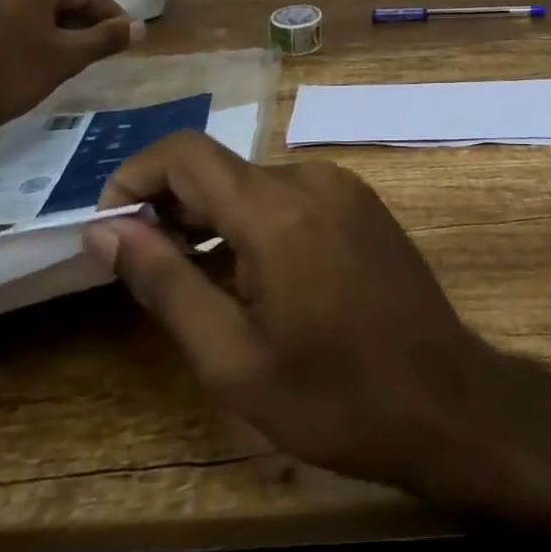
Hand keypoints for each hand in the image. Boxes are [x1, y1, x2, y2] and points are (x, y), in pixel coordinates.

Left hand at [0, 0, 140, 149]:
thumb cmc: (9, 78)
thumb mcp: (67, 58)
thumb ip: (106, 38)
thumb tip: (139, 27)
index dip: (111, 13)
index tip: (126, 36)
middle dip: (82, 20)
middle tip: (100, 46)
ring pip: (29, 10)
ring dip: (54, 28)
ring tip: (68, 55)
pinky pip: (4, 21)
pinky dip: (25, 34)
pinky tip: (29, 59)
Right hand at [83, 132, 499, 489]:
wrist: (443, 398)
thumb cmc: (332, 394)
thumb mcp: (232, 358)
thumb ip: (164, 283)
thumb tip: (107, 229)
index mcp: (278, 208)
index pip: (187, 153)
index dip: (136, 176)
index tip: (110, 229)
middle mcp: (313, 178)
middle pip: (222, 169)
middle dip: (171, 207)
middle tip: (145, 272)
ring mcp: (345, 187)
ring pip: (256, 184)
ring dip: (214, 218)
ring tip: (196, 282)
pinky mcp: (364, 204)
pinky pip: (293, 197)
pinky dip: (257, 222)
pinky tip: (254, 278)